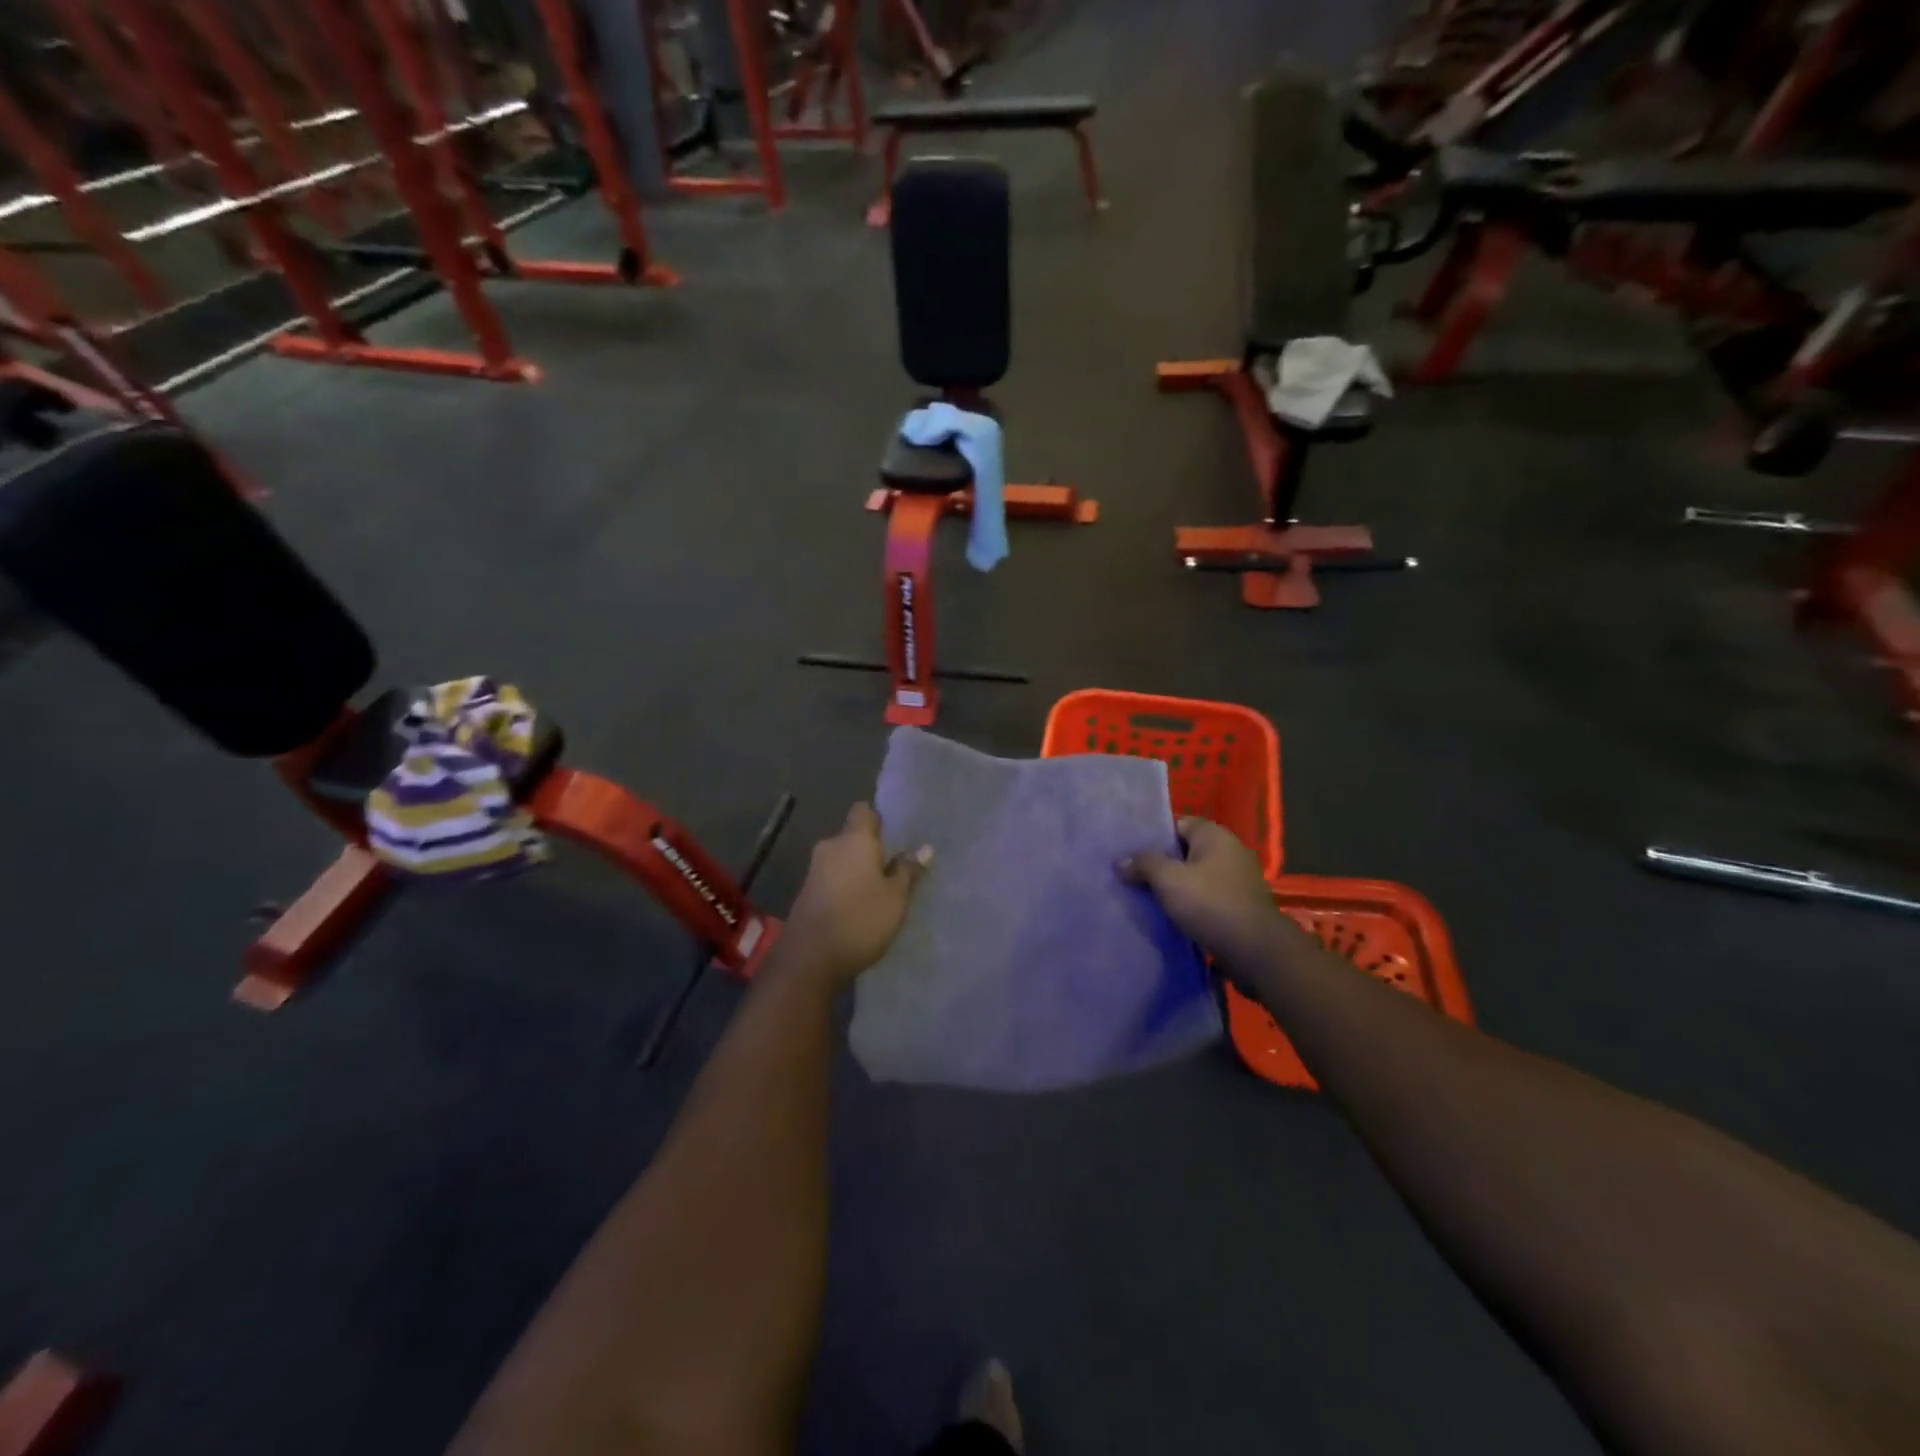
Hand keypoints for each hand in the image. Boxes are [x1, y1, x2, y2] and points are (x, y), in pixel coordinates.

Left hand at [782, 803, 931, 985]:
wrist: (809, 959)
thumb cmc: (860, 920)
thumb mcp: (895, 898)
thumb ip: (908, 870)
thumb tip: (924, 848)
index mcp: (853, 839)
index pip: (864, 810)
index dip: (880, 819)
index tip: (897, 836)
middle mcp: (831, 847)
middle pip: (853, 836)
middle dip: (872, 849)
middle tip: (897, 867)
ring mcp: (815, 870)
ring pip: (843, 859)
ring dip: (859, 869)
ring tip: (882, 889)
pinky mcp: (806, 892)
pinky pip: (833, 877)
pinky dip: (846, 885)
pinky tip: (861, 905)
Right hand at [1119, 818, 1282, 965]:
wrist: (1256, 952)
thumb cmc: (1211, 904)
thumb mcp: (1169, 880)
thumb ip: (1144, 865)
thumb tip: (1120, 861)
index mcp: (1215, 836)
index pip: (1179, 823)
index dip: (1154, 835)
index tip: (1130, 849)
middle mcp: (1229, 852)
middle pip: (1186, 852)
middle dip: (1161, 863)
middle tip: (1131, 874)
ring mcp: (1237, 882)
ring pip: (1195, 878)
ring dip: (1174, 888)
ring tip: (1144, 898)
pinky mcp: (1239, 908)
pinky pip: (1206, 900)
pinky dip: (1189, 906)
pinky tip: (1169, 918)